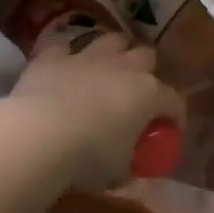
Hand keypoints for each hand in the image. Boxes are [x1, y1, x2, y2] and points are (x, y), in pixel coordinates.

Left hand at [7, 32, 184, 190]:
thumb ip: (130, 165)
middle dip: (146, 71)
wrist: (37, 136)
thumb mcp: (119, 172)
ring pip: (111, 40)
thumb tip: (133, 170)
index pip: (174, 101)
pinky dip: (66, 56)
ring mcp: (87, 57)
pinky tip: (63, 68)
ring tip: (106, 71)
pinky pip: (64, 47)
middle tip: (136, 93)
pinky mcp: (53, 57)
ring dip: (113, 53)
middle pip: (146, 56)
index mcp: (148, 94)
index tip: (171, 130)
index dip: (176, 116)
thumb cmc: (88, 158)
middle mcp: (123, 67)